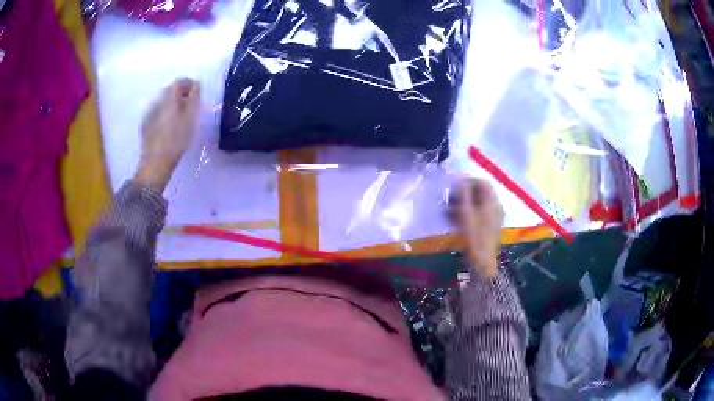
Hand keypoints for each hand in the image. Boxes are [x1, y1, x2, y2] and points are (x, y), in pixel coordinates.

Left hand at [134, 79, 200, 191]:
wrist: (156, 163)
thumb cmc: (176, 140)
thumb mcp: (191, 118)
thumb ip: (194, 98)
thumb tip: (196, 85)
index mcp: (169, 97)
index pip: (181, 81)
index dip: (191, 85)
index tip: (197, 95)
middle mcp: (157, 100)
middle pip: (171, 90)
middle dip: (181, 95)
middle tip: (189, 108)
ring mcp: (149, 112)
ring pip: (163, 102)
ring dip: (172, 105)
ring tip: (179, 118)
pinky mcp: (145, 124)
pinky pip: (157, 112)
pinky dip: (164, 114)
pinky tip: (168, 127)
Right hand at [449, 178, 503, 279]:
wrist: (482, 260)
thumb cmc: (474, 236)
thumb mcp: (466, 213)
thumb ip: (463, 194)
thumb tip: (459, 179)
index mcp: (492, 201)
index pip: (482, 182)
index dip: (468, 181)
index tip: (454, 186)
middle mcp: (495, 206)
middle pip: (480, 192)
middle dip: (464, 194)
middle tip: (450, 199)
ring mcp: (494, 216)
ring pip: (478, 203)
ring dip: (464, 204)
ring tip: (450, 211)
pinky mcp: (490, 225)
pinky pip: (479, 213)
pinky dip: (468, 213)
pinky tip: (456, 220)